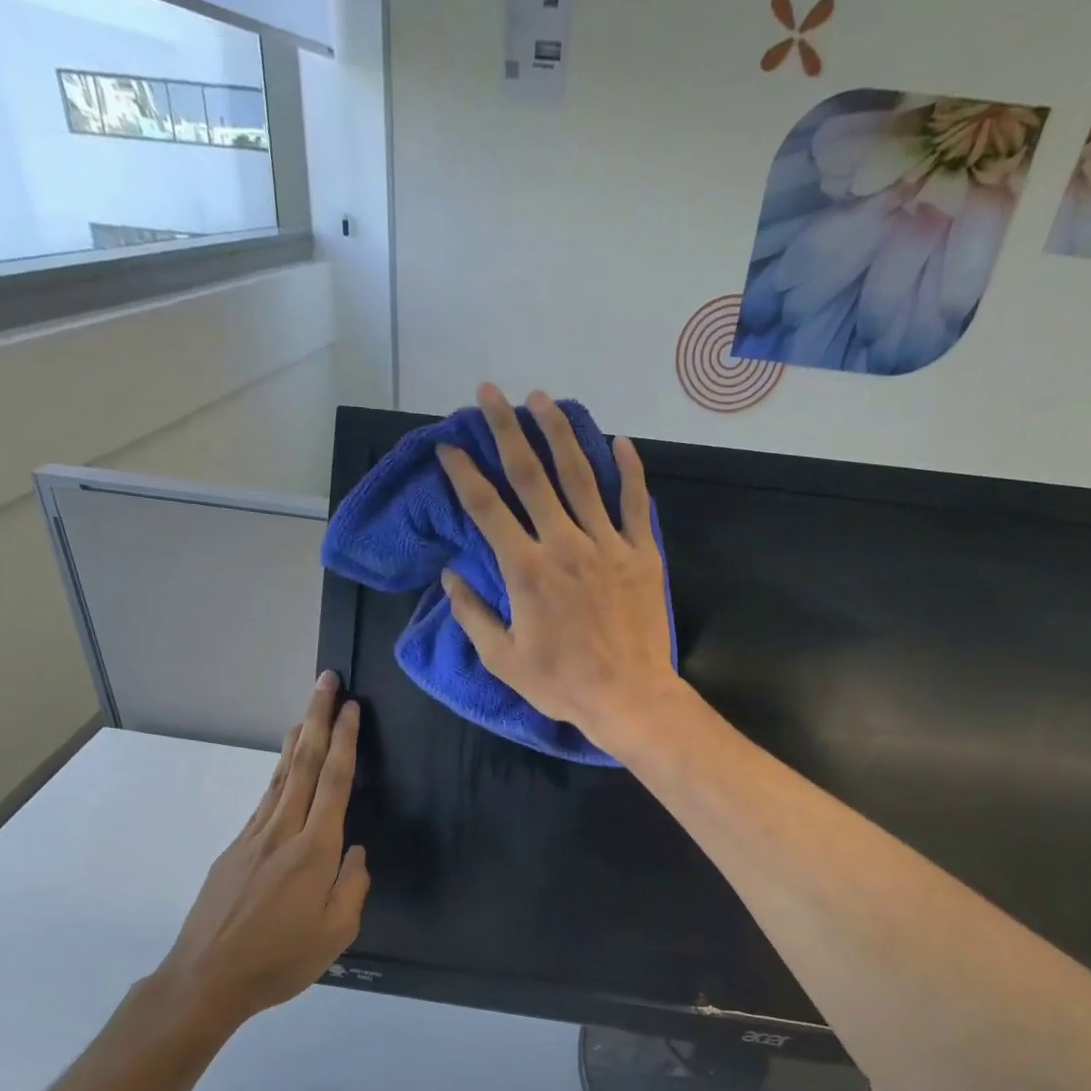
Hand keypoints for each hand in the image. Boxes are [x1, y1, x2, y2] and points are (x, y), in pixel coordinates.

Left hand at [155, 673, 369, 1036]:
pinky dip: (279, 773)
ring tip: (307, 711)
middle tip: (326, 682)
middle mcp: (282, 832)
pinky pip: (264, 800)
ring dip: (297, 738)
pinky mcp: (234, 849)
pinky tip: (284, 767)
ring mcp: (253, 837)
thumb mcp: (336, 933)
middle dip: (317, 718)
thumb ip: (353, 887)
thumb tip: (355, 854)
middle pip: (303, 764)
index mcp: (314, 851)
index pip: (333, 782)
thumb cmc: (279, 960)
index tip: (351, 707)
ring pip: (280, 776)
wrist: (205, 980)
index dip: (344, 741)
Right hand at [437, 383, 681, 750]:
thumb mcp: (503, 659)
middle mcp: (564, 544)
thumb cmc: (562, 684)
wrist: (629, 697)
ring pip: (581, 476)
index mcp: (526, 570)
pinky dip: (628, 469)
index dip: (464, 474)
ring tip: (543, 399)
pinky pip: (635, 502)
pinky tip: (618, 440)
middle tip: (491, 393)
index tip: (449, 447)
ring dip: (559, 433)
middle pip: (532, 475)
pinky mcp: (641, 553)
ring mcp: (607, 544)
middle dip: (506, 429)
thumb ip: (472, 614)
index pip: (487, 509)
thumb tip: (449, 576)